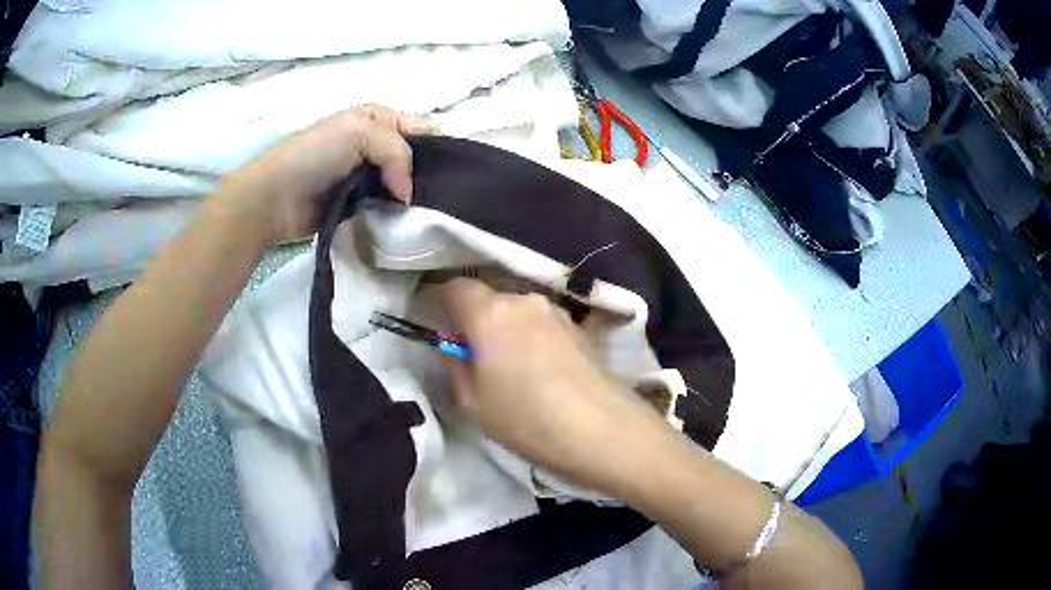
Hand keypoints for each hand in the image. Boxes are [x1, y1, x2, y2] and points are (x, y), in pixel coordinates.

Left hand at [215, 105, 434, 244]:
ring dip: (413, 198)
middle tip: (443, 198)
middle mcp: (375, 145)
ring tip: (430, 215)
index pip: (421, 129)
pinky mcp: (359, 204)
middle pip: (414, 158)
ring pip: (403, 185)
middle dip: (427, 175)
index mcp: (377, 119)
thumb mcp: (359, 132)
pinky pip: (387, 207)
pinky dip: (397, 215)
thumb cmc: (314, 155)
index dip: (436, 147)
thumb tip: (408, 195)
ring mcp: (367, 176)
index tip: (450, 174)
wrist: (274, 198)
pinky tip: (408, 225)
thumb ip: (397, 152)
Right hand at [441, 278, 674, 495]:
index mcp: (490, 314)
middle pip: (490, 300)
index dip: (446, 306)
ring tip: (520, 374)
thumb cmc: (528, 420)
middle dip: (480, 324)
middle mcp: (524, 301)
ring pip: (519, 313)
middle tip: (483, 364)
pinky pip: (544, 325)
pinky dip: (536, 340)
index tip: (451, 337)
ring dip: (510, 332)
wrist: (604, 431)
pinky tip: (547, 375)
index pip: (456, 287)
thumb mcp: (473, 404)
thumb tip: (457, 347)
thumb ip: (456, 366)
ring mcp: (558, 312)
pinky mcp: (581, 328)